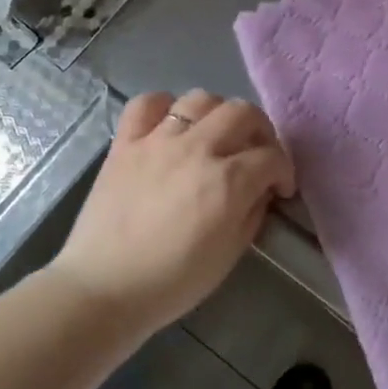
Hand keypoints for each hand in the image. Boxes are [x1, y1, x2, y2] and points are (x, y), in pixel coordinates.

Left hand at [53, 90, 296, 329]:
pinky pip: (146, 103)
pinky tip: (169, 125)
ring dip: (218, 114)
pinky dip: (164, 106)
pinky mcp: (125, 143)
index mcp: (229, 182)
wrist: (103, 289)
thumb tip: (260, 191)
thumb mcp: (229, 255)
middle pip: (243, 113)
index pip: (272, 157)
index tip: (280, 188)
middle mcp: (198, 149)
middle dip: (260, 131)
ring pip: (200, 99)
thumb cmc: (172, 282)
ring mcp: (158, 141)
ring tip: (215, 136)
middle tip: (256, 154)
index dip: (284, 171)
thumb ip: (252, 214)